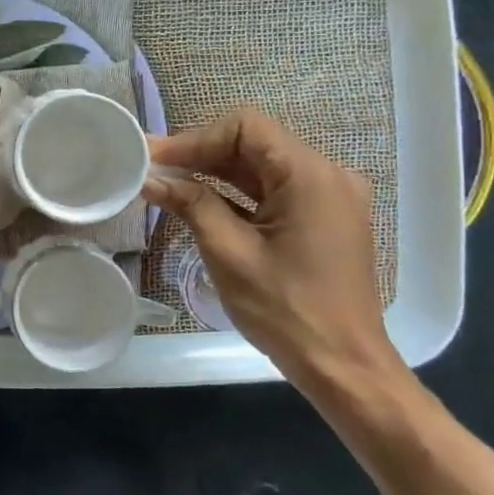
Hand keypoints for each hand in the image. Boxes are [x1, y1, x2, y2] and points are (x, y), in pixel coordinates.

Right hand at [141, 110, 406, 398]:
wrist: (344, 367)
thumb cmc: (286, 310)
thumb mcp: (229, 253)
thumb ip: (190, 204)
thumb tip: (150, 178)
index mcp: (310, 176)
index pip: (246, 127)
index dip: (195, 137)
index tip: (156, 158)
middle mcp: (327, 176)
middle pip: (254, 143)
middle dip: (201, 153)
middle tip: (152, 169)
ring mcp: (328, 198)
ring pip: (261, 166)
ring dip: (215, 172)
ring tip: (167, 183)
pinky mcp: (323, 219)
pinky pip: (274, 190)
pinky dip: (236, 192)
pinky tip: (199, 201)